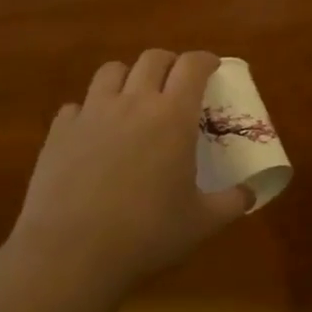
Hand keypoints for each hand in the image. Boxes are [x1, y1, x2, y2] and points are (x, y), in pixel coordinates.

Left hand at [9, 50, 250, 298]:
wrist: (71, 252)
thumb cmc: (146, 234)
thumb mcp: (201, 222)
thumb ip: (232, 202)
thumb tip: (251, 192)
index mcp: (173, 115)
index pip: (192, 66)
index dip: (205, 60)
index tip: (212, 67)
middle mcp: (133, 102)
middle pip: (152, 59)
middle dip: (169, 63)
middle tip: (176, 82)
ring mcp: (92, 112)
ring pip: (111, 71)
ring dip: (127, 77)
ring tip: (133, 98)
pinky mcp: (60, 131)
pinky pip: (76, 106)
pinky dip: (89, 110)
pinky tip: (93, 134)